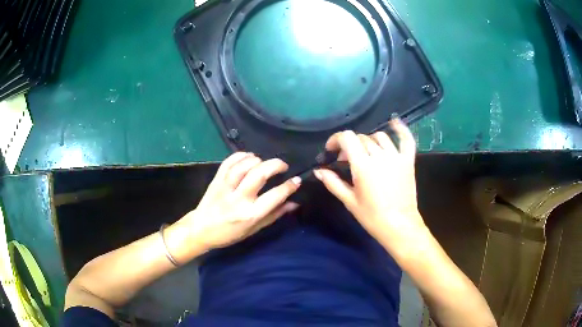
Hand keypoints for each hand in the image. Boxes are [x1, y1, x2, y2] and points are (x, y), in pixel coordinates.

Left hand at [180, 152, 300, 251]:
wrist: (201, 230)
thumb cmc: (230, 234)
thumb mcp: (254, 229)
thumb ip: (274, 215)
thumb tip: (294, 203)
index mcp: (250, 214)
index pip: (274, 196)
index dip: (289, 186)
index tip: (296, 180)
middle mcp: (238, 199)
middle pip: (258, 175)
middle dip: (275, 165)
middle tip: (283, 166)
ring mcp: (225, 188)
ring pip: (243, 166)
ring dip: (257, 160)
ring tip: (264, 162)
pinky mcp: (216, 180)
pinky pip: (228, 162)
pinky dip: (240, 155)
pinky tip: (249, 156)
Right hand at [314, 119, 426, 256]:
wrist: (399, 226)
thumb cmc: (372, 217)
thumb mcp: (349, 201)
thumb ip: (333, 183)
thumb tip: (319, 171)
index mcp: (363, 165)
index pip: (347, 138)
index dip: (336, 139)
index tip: (331, 150)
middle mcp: (379, 156)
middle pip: (362, 138)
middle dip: (350, 146)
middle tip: (345, 160)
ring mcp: (396, 157)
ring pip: (379, 137)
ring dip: (368, 140)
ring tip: (365, 152)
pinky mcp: (408, 161)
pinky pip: (406, 140)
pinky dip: (401, 129)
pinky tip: (394, 121)